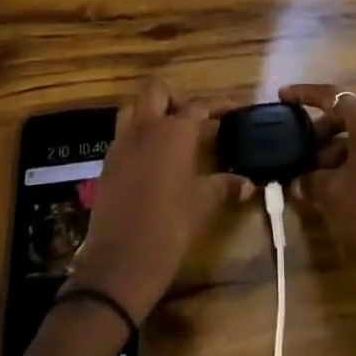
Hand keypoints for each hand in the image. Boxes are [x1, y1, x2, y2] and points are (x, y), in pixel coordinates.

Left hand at [63, 77, 242, 321]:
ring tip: (169, 136)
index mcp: (173, 132)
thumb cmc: (168, 229)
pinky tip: (152, 161)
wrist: (118, 264)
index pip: (198, 106)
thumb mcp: (201, 206)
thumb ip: (223, 186)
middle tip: (191, 120)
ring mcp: (122, 143)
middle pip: (156, 90)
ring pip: (133, 107)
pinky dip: (138, 136)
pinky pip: (123, 134)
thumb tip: (248, 183)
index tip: (233, 109)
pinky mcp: (107, 162)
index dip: (218, 106)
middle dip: (174, 98)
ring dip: (151, 112)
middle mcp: (145, 127)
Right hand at [280, 83, 355, 323]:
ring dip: (336, 146)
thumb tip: (296, 182)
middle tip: (299, 143)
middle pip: (348, 113)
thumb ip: (309, 180)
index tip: (283, 96)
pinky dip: (352, 158)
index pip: (330, 96)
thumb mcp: (332, 193)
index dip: (304, 94)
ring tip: (313, 170)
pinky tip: (337, 183)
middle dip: (321, 126)